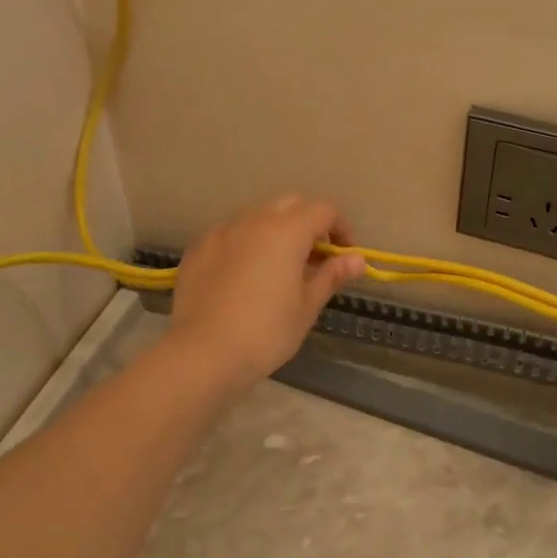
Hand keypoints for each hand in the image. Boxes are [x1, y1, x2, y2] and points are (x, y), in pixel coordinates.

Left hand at [167, 194, 366, 389]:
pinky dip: (247, 243)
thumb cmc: (266, 332)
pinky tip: (245, 275)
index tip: (343, 255)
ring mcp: (222, 231)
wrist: (202, 353)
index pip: (324, 210)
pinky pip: (231, 233)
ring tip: (279, 266)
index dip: (340, 228)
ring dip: (276, 230)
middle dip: (309, 222)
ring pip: (258, 215)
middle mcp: (254, 220)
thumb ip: (332, 276)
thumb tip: (358, 260)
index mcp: (287, 231)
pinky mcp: (198, 248)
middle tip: (314, 257)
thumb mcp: (306, 306)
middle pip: (291, 204)